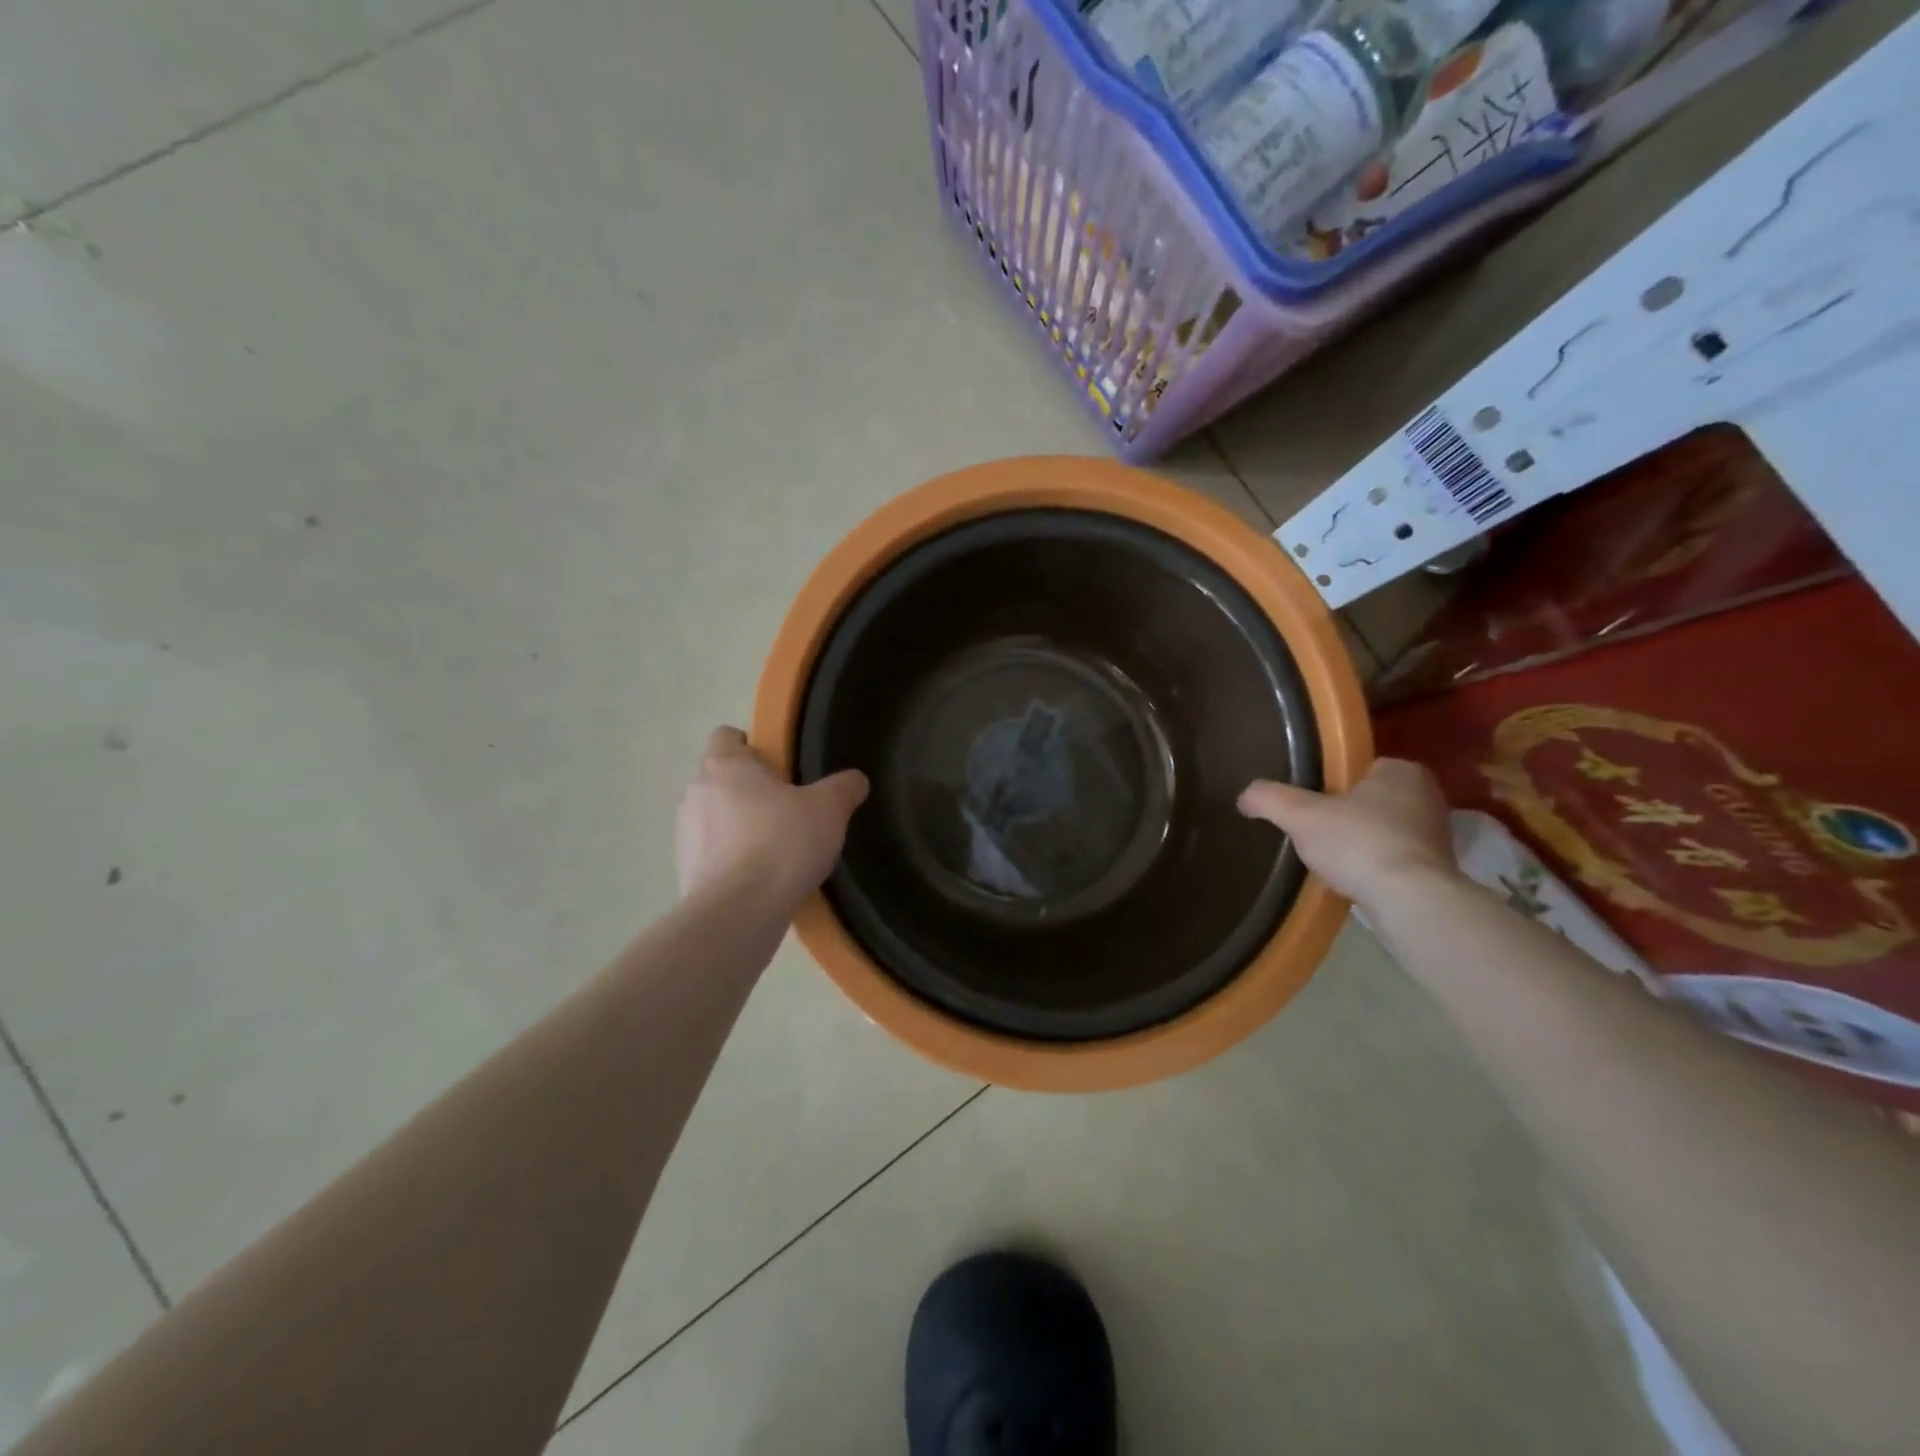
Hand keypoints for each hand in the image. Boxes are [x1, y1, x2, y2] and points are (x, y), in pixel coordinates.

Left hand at [675, 727, 868, 906]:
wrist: (739, 912)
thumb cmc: (782, 843)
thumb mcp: (829, 809)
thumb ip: (843, 788)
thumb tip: (855, 779)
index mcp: (725, 765)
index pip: (726, 736)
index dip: (752, 746)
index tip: (779, 768)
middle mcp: (695, 792)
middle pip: (721, 779)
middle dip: (749, 790)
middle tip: (787, 810)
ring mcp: (683, 834)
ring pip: (714, 818)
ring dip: (738, 827)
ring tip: (775, 850)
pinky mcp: (684, 871)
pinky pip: (710, 855)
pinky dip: (730, 861)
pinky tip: (760, 880)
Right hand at [1238, 758, 1457, 911]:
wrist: (1409, 902)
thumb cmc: (1358, 843)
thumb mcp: (1300, 814)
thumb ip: (1269, 798)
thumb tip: (1244, 797)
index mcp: (1401, 771)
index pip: (1359, 768)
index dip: (1331, 784)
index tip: (1310, 804)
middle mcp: (1427, 796)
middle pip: (1371, 800)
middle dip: (1346, 814)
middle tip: (1315, 831)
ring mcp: (1437, 835)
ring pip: (1384, 830)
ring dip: (1361, 842)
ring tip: (1331, 859)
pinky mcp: (1437, 870)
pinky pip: (1395, 859)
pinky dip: (1375, 866)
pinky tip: (1353, 880)